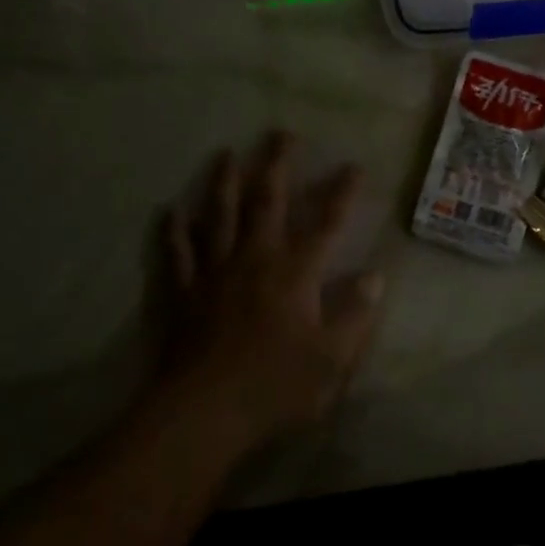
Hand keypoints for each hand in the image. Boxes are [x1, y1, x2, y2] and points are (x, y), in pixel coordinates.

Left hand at [147, 131, 384, 450]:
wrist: (203, 412)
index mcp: (295, 272)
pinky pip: (177, 253)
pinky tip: (169, 211)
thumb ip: (355, 314)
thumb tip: (375, 277)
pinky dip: (173, 230)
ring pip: (218, 215)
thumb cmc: (274, 385)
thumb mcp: (331, 358)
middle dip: (276, 165)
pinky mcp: (183, 291)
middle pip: (267, 201)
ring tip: (225, 154)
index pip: (327, 223)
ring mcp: (214, 271)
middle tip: (280, 133)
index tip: (353, 166)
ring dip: (223, 182)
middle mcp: (255, 258)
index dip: (342, 193)